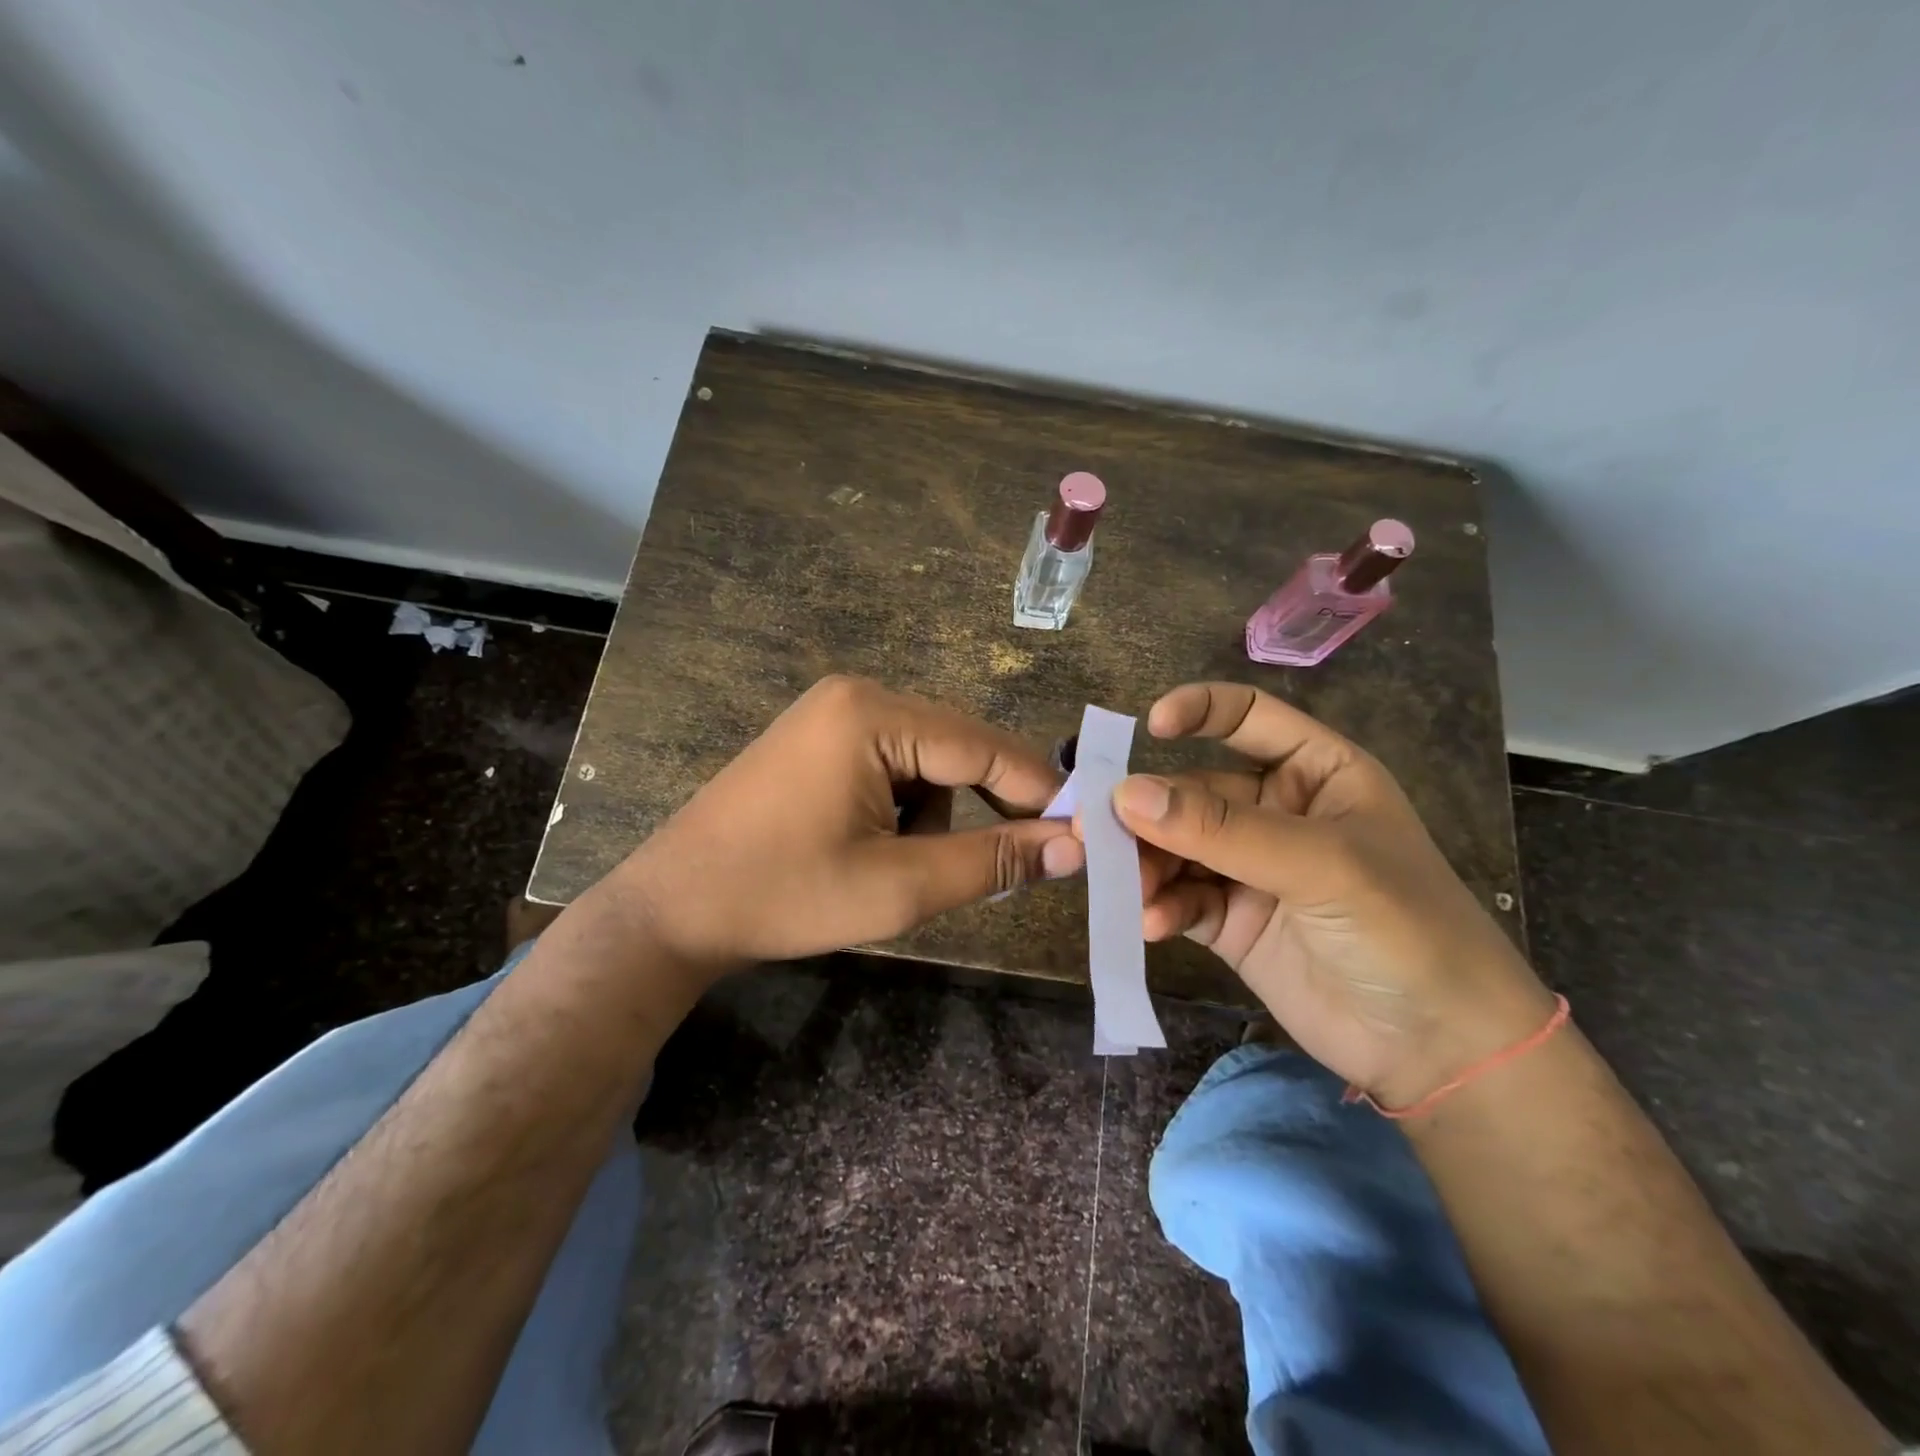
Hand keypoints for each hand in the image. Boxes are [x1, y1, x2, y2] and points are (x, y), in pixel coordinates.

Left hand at [613, 675, 1083, 974]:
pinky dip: (904, 808)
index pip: (982, 745)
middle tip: (1020, 861)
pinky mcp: (818, 741)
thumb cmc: (782, 896)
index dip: (1038, 789)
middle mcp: (856, 696)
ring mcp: (832, 715)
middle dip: (986, 805)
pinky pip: (891, 765)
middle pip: (956, 747)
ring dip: (936, 815)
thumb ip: (991, 862)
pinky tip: (874, 849)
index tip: (1084, 829)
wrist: (672, 910)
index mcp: (872, 715)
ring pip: (926, 761)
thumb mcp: (898, 887)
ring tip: (903, 869)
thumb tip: (1072, 847)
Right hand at [1105, 682, 1553, 1108]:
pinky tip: (1152, 923)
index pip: (1248, 717)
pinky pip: (1180, 898)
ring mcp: (1250, 869)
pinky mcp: (1231, 921)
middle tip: (1099, 833)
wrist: (1439, 1049)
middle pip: (1194, 791)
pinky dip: (1161, 906)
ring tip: (1128, 888)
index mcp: (1315, 773)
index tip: (1147, 728)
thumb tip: (1125, 794)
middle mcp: (1277, 812)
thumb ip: (1220, 829)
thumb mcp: (1318, 864)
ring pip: (1177, 847)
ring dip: (1147, 863)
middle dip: (1151, 812)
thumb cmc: (1403, 927)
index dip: (1199, 711)